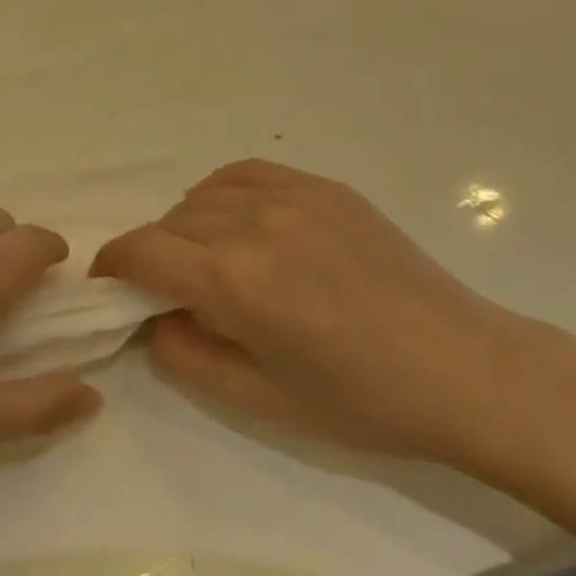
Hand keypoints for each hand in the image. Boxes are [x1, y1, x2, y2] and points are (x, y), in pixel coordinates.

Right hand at [94, 160, 574, 468]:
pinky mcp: (323, 187)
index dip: (112, 265)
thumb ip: (183, 355)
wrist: (466, 370)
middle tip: (170, 293)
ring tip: (208, 262)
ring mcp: (293, 197)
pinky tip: (236, 224)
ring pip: (201, 196)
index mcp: (236, 280)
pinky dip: (221, 195)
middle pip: (168, 223)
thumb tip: (152, 317)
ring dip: (187, 227)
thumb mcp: (258, 400)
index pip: (141, 251)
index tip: (109, 285)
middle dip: (154, 257)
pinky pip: (243, 175)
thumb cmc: (361, 401)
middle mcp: (255, 223)